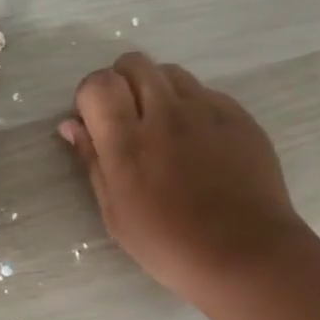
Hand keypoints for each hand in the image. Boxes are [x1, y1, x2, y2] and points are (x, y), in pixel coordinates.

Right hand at [59, 53, 308, 309]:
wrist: (247, 255)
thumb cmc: (170, 245)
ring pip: (171, 73)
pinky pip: (206, 93)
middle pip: (134, 63)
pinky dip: (192, 107)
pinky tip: (200, 144)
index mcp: (128, 142)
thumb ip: (92, 161)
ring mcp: (207, 110)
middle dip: (122, 82)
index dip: (91, 96)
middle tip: (127, 118)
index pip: (99, 83)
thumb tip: (72, 125)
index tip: (95, 121)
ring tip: (164, 129)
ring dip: (157, 90)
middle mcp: (166, 114)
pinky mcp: (239, 116)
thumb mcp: (115, 213)